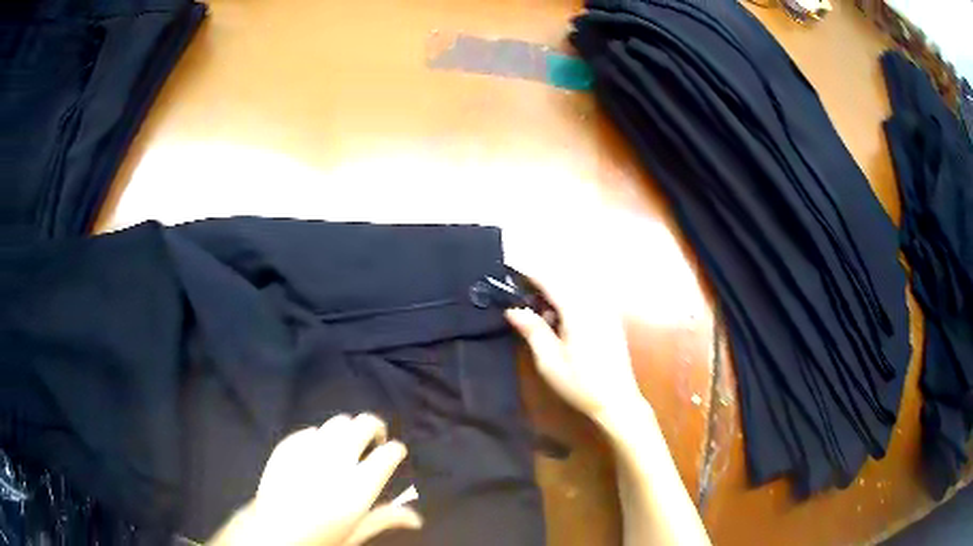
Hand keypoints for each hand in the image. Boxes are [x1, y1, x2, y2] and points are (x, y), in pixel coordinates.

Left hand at [209, 413, 421, 545]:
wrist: (272, 533)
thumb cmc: (319, 539)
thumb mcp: (355, 533)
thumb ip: (385, 519)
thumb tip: (416, 519)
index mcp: (359, 486)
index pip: (389, 453)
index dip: (395, 451)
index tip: (394, 454)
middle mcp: (336, 462)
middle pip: (364, 425)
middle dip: (375, 429)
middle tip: (374, 441)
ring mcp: (309, 451)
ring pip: (338, 422)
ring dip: (348, 431)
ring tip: (346, 445)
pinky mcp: (287, 447)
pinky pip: (310, 431)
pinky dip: (320, 437)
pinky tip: (318, 452)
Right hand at [505, 277, 650, 431]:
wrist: (617, 400)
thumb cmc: (580, 384)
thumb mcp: (549, 362)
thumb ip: (533, 330)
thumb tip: (512, 309)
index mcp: (579, 313)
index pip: (551, 282)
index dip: (530, 273)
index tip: (510, 269)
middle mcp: (595, 305)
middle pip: (564, 280)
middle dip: (541, 282)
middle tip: (520, 295)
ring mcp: (606, 311)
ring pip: (576, 288)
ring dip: (556, 292)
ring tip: (538, 310)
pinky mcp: (611, 319)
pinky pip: (587, 298)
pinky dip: (569, 301)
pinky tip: (560, 320)